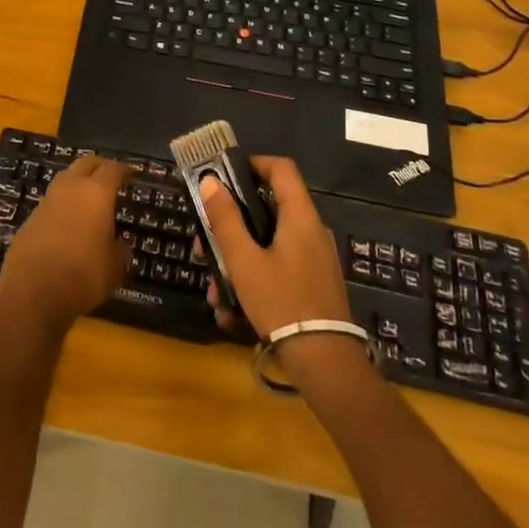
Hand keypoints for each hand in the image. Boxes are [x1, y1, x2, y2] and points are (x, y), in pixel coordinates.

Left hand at [0, 155, 130, 327]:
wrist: (32, 290)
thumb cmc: (83, 275)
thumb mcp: (114, 268)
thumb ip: (120, 251)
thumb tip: (120, 244)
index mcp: (96, 193)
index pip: (113, 170)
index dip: (125, 170)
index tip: (133, 173)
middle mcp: (70, 188)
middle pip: (86, 163)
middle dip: (100, 166)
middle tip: (112, 175)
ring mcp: (47, 200)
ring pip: (66, 178)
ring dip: (79, 181)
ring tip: (90, 196)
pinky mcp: (31, 216)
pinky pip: (53, 200)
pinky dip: (64, 203)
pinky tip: (70, 219)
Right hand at [198, 155, 350, 340]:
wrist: (324, 363)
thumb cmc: (281, 302)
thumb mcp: (243, 260)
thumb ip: (225, 219)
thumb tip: (211, 181)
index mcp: (300, 217)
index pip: (281, 169)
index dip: (252, 164)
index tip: (223, 176)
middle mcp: (311, 231)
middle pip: (268, 208)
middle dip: (231, 223)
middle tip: (204, 241)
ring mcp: (314, 259)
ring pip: (268, 242)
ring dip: (236, 258)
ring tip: (213, 287)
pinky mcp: (312, 284)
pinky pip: (278, 266)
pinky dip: (253, 277)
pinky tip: (231, 310)